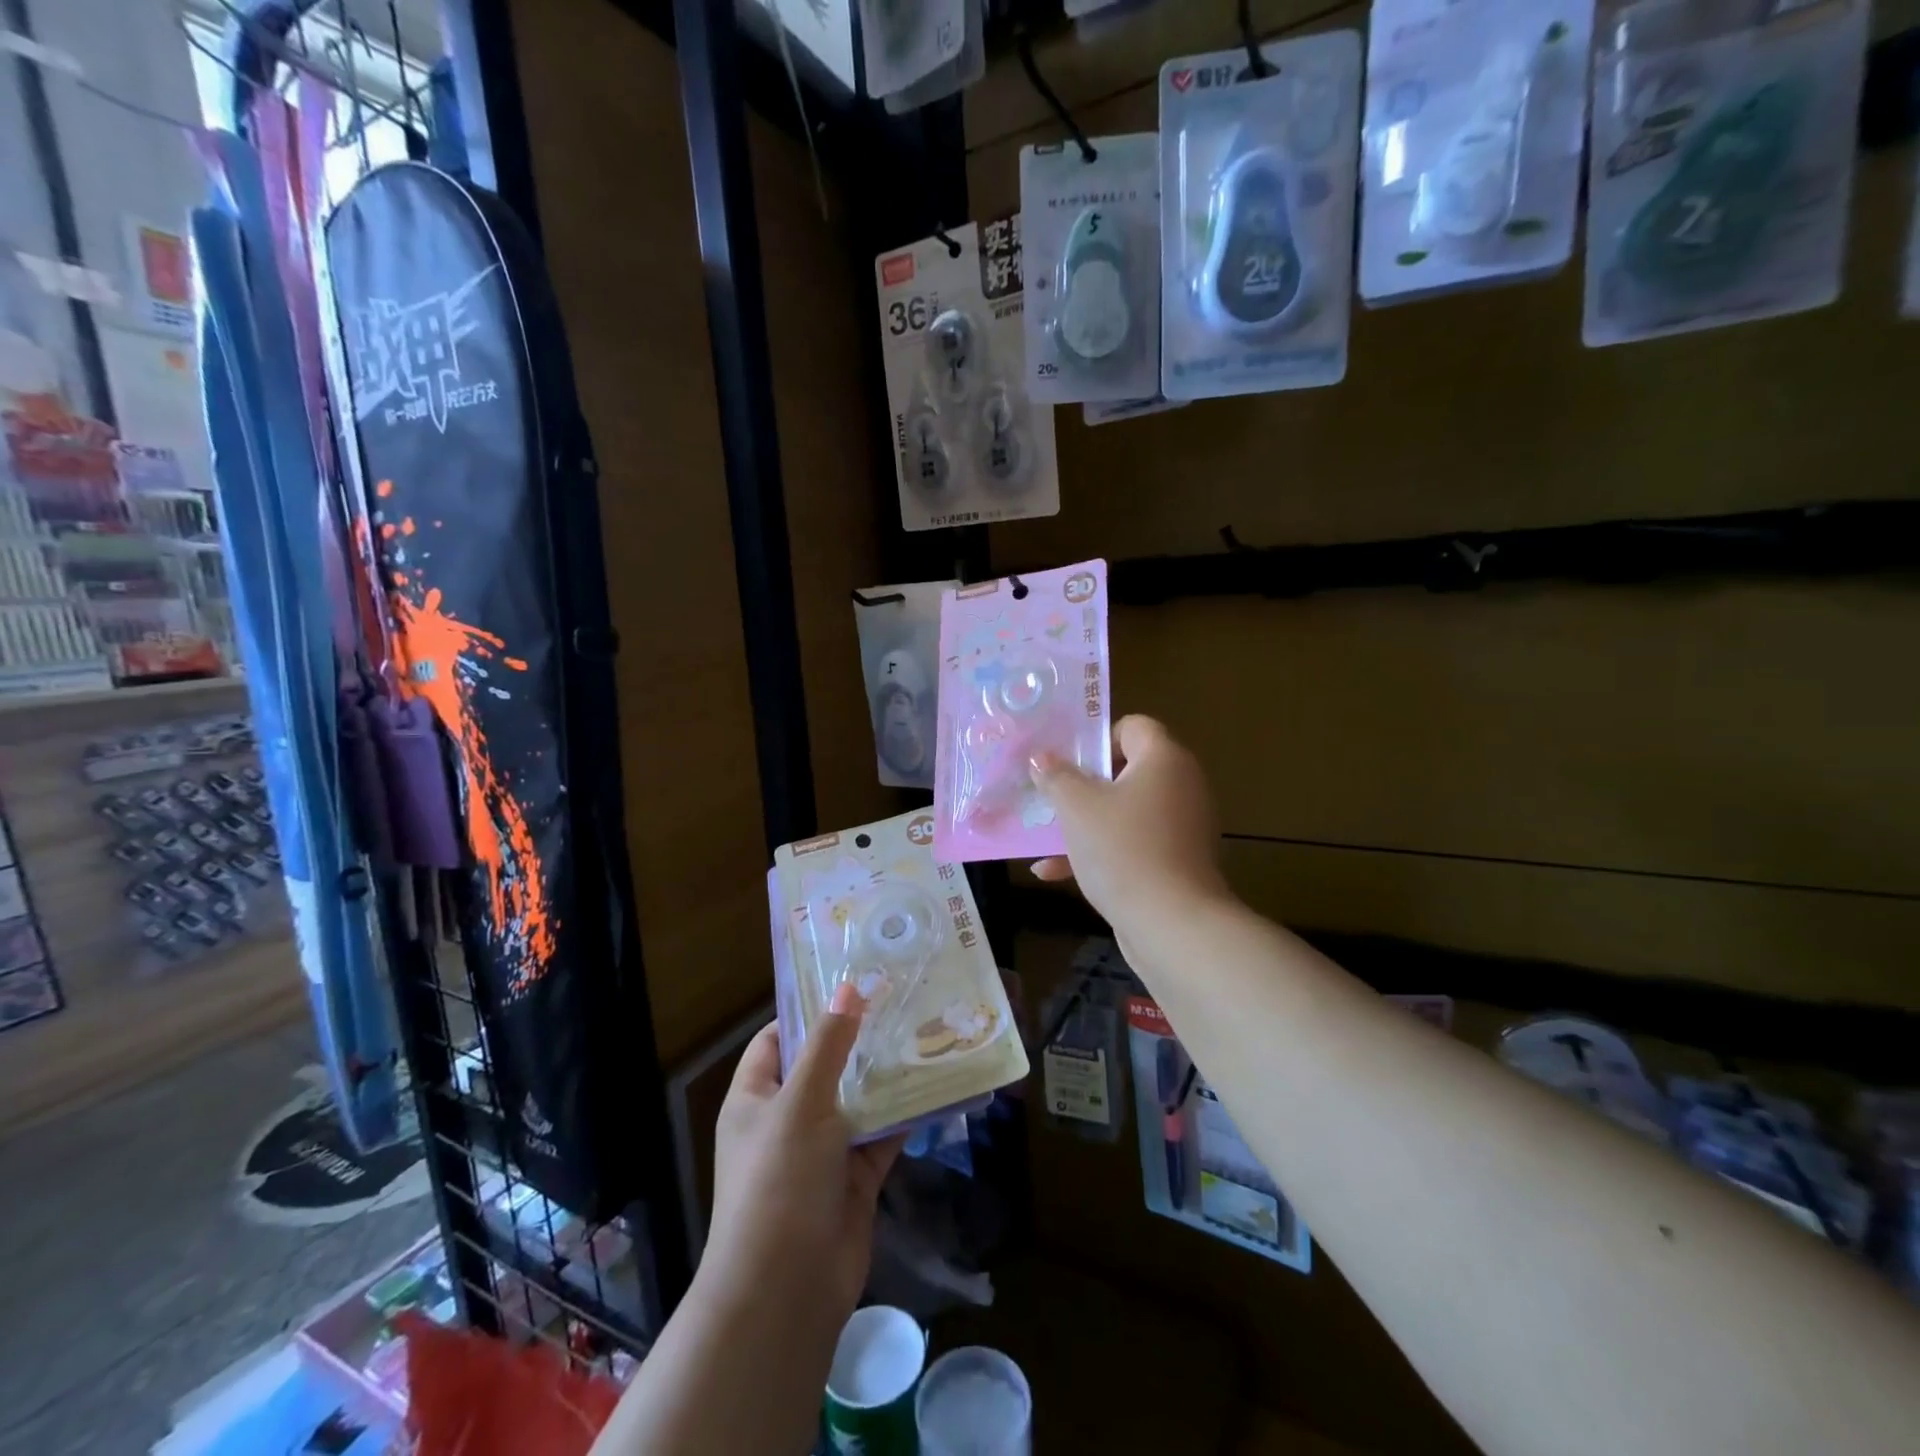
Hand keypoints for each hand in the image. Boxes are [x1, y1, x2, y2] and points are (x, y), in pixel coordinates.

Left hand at [704, 985, 904, 1326]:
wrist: (787, 1290)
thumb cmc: (779, 1182)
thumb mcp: (800, 1103)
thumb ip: (828, 1044)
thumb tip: (847, 986)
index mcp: (756, 1099)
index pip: (777, 1040)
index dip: (808, 1012)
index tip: (850, 983)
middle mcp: (786, 1120)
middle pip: (823, 1067)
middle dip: (858, 1039)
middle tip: (900, 999)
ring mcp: (822, 1151)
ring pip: (857, 1100)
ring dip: (886, 1074)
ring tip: (924, 1030)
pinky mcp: (855, 1178)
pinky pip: (883, 1135)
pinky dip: (905, 1114)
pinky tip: (936, 1083)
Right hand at [1031, 715, 1229, 934]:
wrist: (1172, 925)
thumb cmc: (1123, 850)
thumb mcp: (1077, 808)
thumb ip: (1056, 776)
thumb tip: (1041, 757)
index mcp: (1164, 759)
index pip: (1133, 726)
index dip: (1096, 738)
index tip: (1064, 760)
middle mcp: (1180, 786)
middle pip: (1126, 770)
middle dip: (1082, 784)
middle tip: (1048, 794)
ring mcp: (1181, 826)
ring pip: (1124, 811)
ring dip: (1084, 821)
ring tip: (1044, 834)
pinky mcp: (1175, 861)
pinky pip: (1132, 843)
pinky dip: (1100, 851)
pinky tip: (1054, 872)